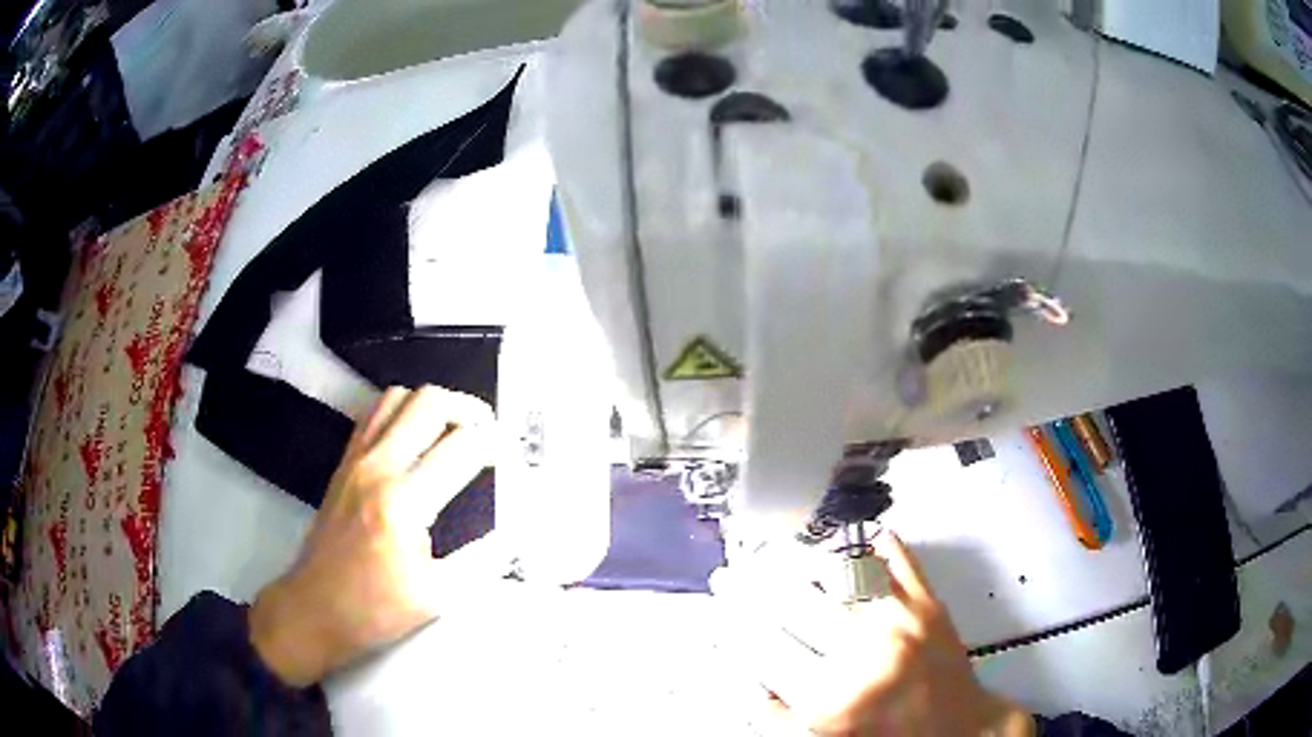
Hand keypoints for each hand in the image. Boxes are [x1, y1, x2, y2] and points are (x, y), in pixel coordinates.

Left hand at [249, 386, 503, 685]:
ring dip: (433, 406)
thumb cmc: (374, 610)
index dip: (495, 447)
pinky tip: (416, 441)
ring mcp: (356, 459)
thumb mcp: (438, 596)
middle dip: (469, 411)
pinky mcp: (343, 463)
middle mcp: (377, 467)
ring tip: (453, 433)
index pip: (462, 448)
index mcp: (403, 503)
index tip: (511, 460)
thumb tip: (517, 533)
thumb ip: (482, 559)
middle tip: (488, 436)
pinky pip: (375, 414)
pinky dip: (403, 413)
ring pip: (399, 397)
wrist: (313, 610)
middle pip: (430, 402)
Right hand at [721, 531, 1033, 735]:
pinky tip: (845, 540)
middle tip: (732, 571)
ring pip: (836, 569)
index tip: (716, 601)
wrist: (959, 730)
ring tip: (776, 556)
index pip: (762, 646)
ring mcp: (901, 619)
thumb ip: (776, 709)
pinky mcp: (929, 601)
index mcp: (831, 699)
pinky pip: (892, 556)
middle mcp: (864, 652)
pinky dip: (865, 542)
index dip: (730, 619)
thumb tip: (741, 664)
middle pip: (792, 600)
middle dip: (751, 582)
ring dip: (798, 559)